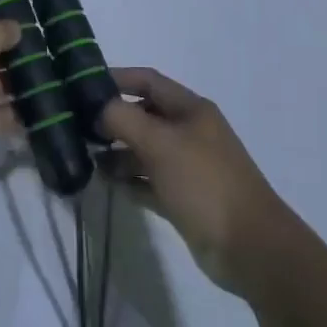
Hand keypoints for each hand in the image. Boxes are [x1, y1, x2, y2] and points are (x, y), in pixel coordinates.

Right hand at [99, 69, 301, 298]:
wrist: (251, 247)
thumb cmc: (205, 183)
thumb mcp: (161, 144)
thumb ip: (123, 120)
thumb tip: (96, 108)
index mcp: (191, 109)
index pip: (148, 81)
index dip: (116, 78)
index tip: (80, 85)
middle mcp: (189, 132)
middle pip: (144, 115)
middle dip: (112, 118)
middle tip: (75, 125)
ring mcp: (187, 166)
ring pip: (144, 149)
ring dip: (117, 152)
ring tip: (86, 157)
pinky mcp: (183, 198)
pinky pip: (148, 181)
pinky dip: (129, 180)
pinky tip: (106, 183)